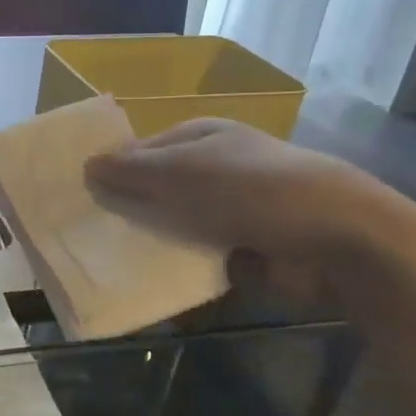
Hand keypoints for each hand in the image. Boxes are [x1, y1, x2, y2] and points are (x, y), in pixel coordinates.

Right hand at [84, 117, 415, 307]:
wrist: (338, 239)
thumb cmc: (253, 188)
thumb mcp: (183, 171)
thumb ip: (132, 169)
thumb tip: (87, 164)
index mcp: (200, 137)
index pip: (141, 149)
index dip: (110, 168)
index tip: (77, 193)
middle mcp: (213, 168)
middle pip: (155, 187)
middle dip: (125, 206)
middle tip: (83, 230)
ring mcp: (230, 209)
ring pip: (172, 224)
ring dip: (147, 239)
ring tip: (103, 257)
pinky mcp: (242, 249)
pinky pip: (194, 257)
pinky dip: (174, 266)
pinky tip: (143, 278)